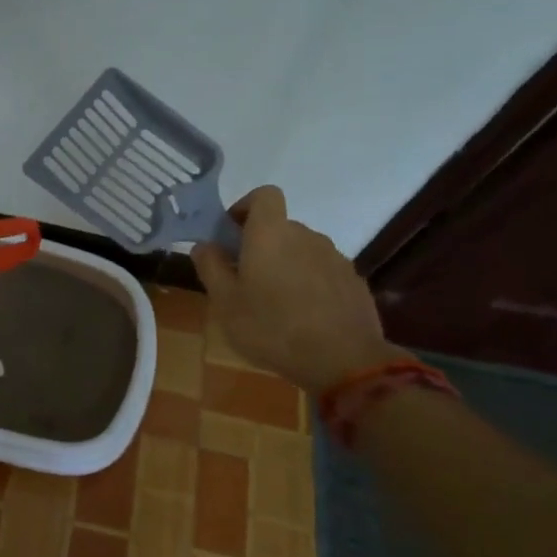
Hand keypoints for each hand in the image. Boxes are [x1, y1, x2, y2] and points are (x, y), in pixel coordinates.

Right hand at [191, 186, 397, 394]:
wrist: (344, 360)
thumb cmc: (272, 327)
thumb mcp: (225, 302)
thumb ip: (211, 267)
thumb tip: (204, 245)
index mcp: (271, 233)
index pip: (264, 195)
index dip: (246, 207)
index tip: (232, 233)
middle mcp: (305, 235)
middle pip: (280, 227)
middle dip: (261, 245)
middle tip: (245, 279)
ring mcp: (334, 257)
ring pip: (302, 251)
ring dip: (286, 266)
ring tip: (275, 304)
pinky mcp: (353, 281)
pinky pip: (323, 272)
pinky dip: (309, 284)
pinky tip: (304, 317)